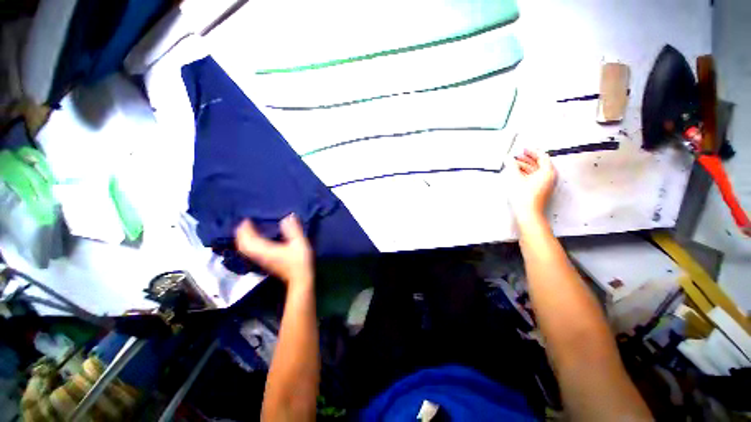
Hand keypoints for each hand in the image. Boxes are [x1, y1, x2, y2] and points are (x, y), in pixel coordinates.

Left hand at [235, 214, 313, 287]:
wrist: (300, 278)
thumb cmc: (300, 260)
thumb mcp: (300, 242)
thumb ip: (293, 229)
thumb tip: (287, 217)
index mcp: (266, 249)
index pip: (249, 239)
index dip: (246, 229)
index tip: (247, 219)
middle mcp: (260, 255)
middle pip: (243, 245)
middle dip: (241, 234)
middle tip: (245, 224)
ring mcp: (261, 260)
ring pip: (245, 250)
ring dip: (243, 240)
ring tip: (247, 231)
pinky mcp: (264, 262)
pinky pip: (250, 252)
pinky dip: (248, 245)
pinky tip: (255, 241)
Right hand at [507, 149, 556, 223]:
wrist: (528, 213)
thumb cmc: (526, 198)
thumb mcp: (516, 178)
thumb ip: (512, 166)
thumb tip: (509, 159)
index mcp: (547, 172)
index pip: (542, 156)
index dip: (532, 151)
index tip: (525, 149)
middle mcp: (549, 177)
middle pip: (540, 163)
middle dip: (528, 158)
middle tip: (519, 155)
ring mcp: (546, 184)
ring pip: (537, 170)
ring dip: (526, 166)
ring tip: (515, 164)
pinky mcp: (541, 189)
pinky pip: (535, 177)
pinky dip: (527, 173)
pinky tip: (518, 174)